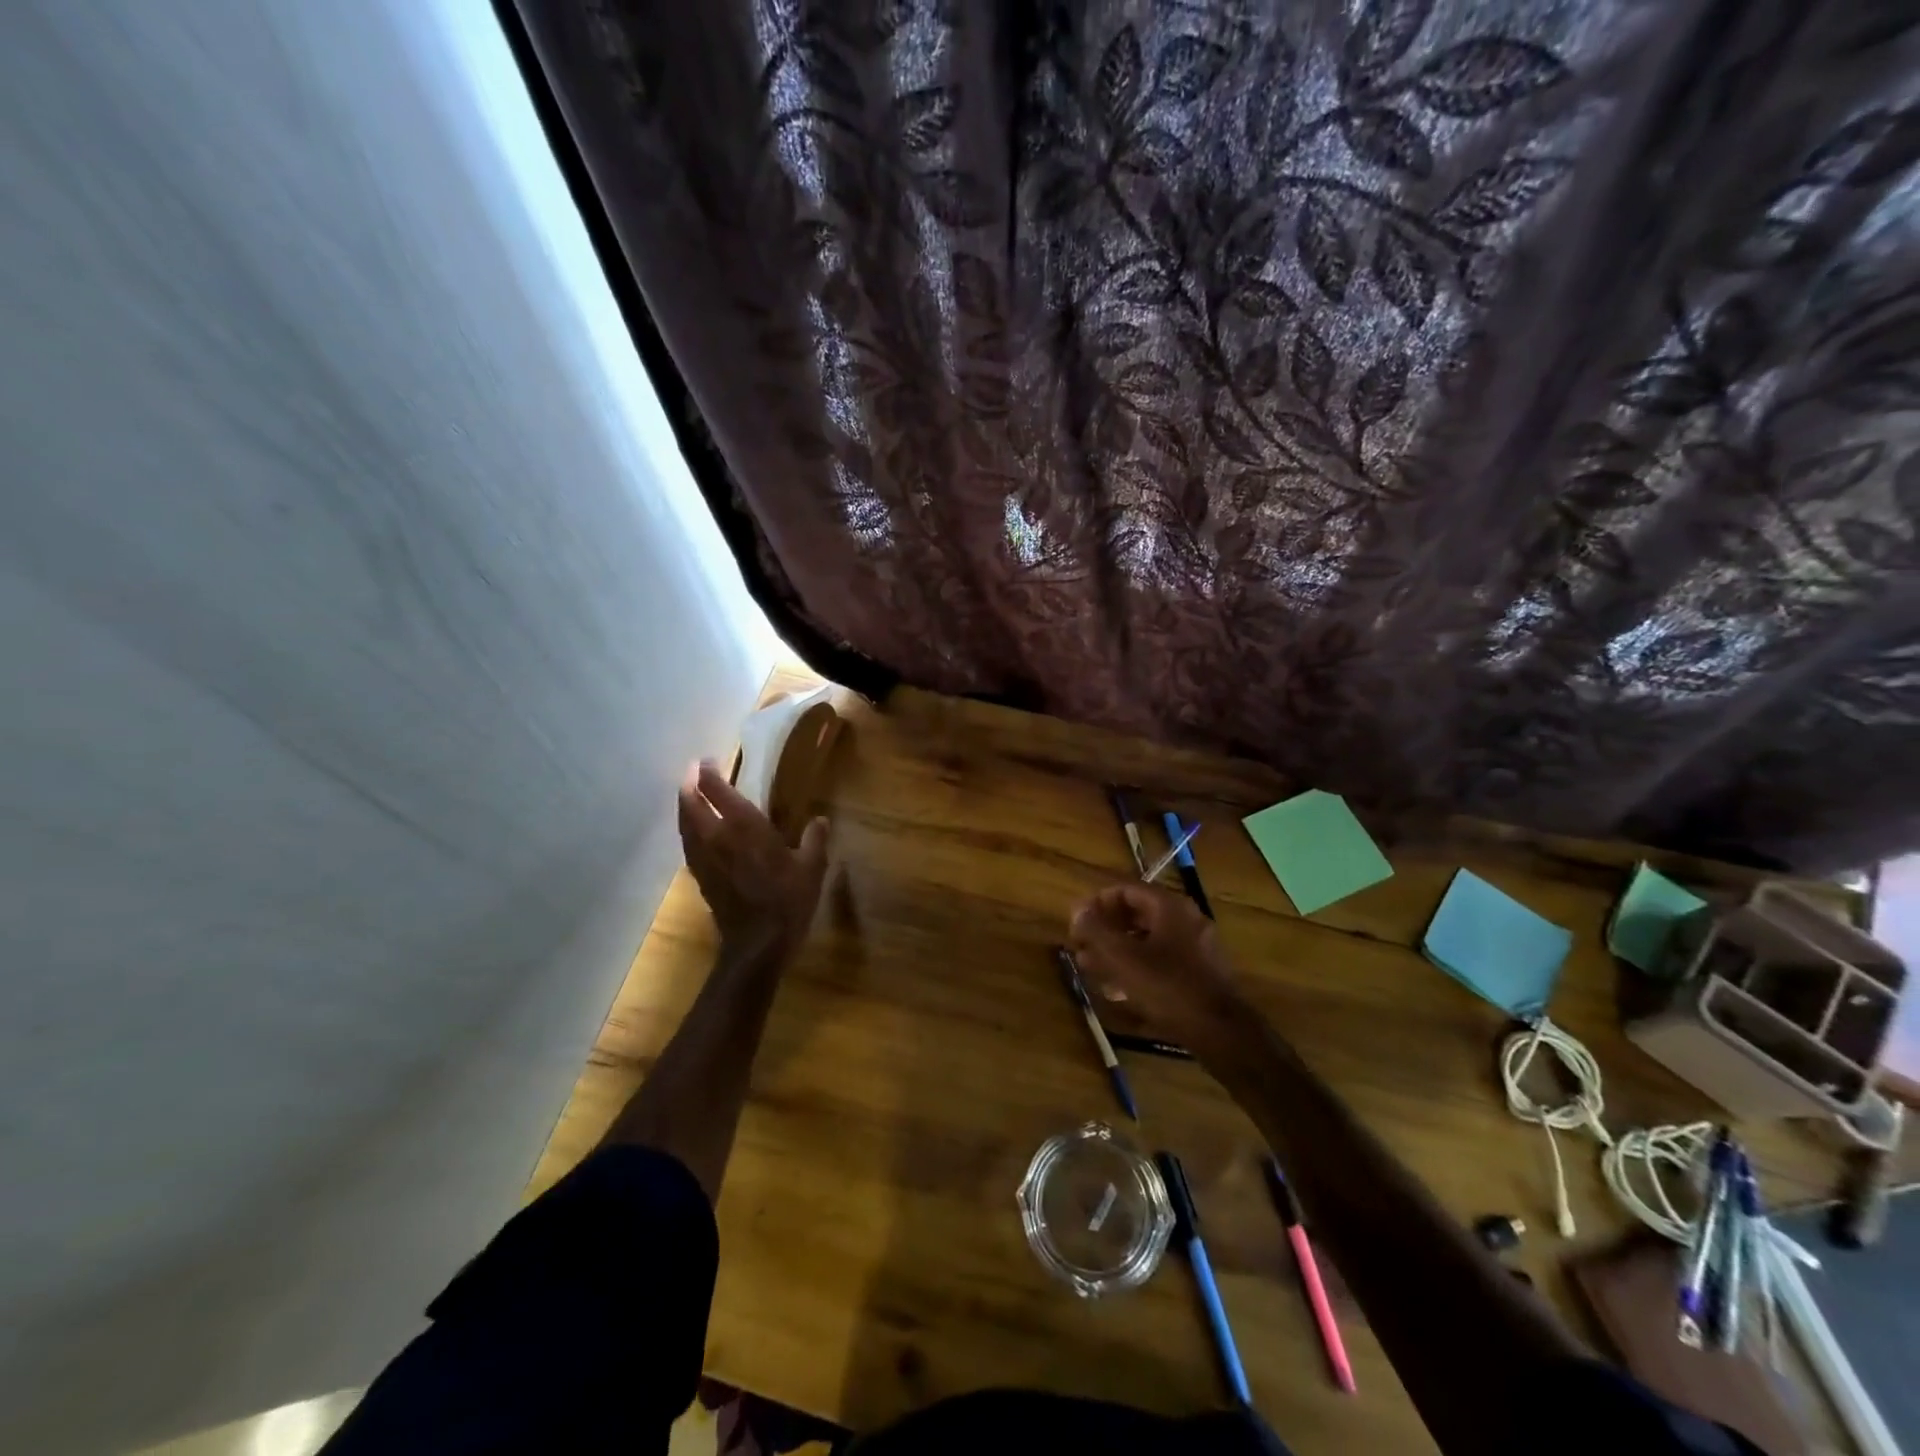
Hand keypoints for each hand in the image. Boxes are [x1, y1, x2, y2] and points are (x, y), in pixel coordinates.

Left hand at [678, 760, 827, 961]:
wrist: (757, 944)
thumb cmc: (787, 900)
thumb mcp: (812, 867)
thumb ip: (815, 839)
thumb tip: (820, 819)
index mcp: (745, 827)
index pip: (718, 791)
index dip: (709, 773)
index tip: (707, 761)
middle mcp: (717, 837)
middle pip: (691, 804)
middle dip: (689, 785)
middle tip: (692, 772)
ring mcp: (704, 858)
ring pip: (684, 824)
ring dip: (684, 806)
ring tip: (688, 796)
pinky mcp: (700, 876)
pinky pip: (688, 844)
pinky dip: (687, 830)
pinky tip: (694, 832)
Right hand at [1068, 883, 1251, 1055]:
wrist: (1221, 1032)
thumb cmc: (1168, 987)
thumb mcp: (1123, 958)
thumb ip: (1096, 930)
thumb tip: (1077, 910)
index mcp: (1169, 907)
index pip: (1125, 890)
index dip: (1096, 903)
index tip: (1076, 923)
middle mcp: (1185, 919)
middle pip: (1136, 915)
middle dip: (1105, 930)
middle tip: (1081, 947)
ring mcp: (1195, 947)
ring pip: (1147, 940)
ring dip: (1117, 951)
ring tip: (1092, 969)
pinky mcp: (1199, 973)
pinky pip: (1161, 961)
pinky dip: (1136, 968)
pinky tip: (1118, 990)